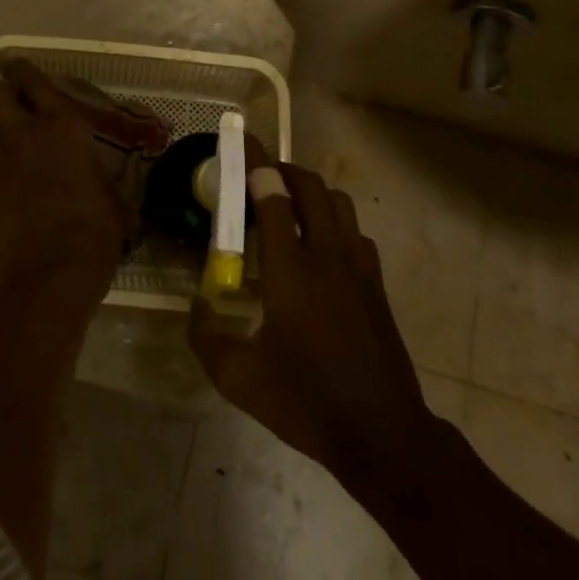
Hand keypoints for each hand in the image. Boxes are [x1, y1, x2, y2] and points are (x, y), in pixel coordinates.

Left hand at [0, 60, 125, 292]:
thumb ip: (89, 167)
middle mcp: (26, 128)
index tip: (18, 69)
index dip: (23, 71)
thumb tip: (90, 173)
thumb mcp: (105, 188)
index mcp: (64, 124)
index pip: (36, 81)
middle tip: (0, 104)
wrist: (55, 265)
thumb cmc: (95, 229)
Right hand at [188, 163, 434, 483]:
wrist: (383, 434)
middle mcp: (326, 254)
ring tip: (291, 209)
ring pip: (339, 204)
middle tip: (262, 179)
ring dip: (313, 194)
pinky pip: (356, 234)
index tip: (242, 145)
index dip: (256, 164)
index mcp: (290, 268)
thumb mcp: (240, 379)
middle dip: (285, 171)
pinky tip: (322, 252)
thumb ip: (207, 339)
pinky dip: (336, 225)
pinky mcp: (376, 286)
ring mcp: (357, 268)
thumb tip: (195, 309)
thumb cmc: (306, 401)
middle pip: (311, 187)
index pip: (273, 194)